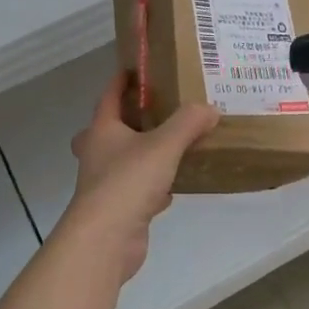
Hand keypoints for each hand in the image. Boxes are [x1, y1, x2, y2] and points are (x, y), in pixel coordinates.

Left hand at [58, 72, 219, 282]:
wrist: (106, 239)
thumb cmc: (128, 182)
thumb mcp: (164, 145)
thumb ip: (188, 123)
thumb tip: (210, 108)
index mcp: (102, 131)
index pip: (108, 96)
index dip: (121, 81)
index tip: (136, 69)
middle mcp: (99, 154)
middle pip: (108, 130)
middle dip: (126, 120)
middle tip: (151, 112)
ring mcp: (106, 184)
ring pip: (124, 161)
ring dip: (142, 153)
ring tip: (171, 144)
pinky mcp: (119, 210)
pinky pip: (139, 190)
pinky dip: (155, 186)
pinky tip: (174, 186)